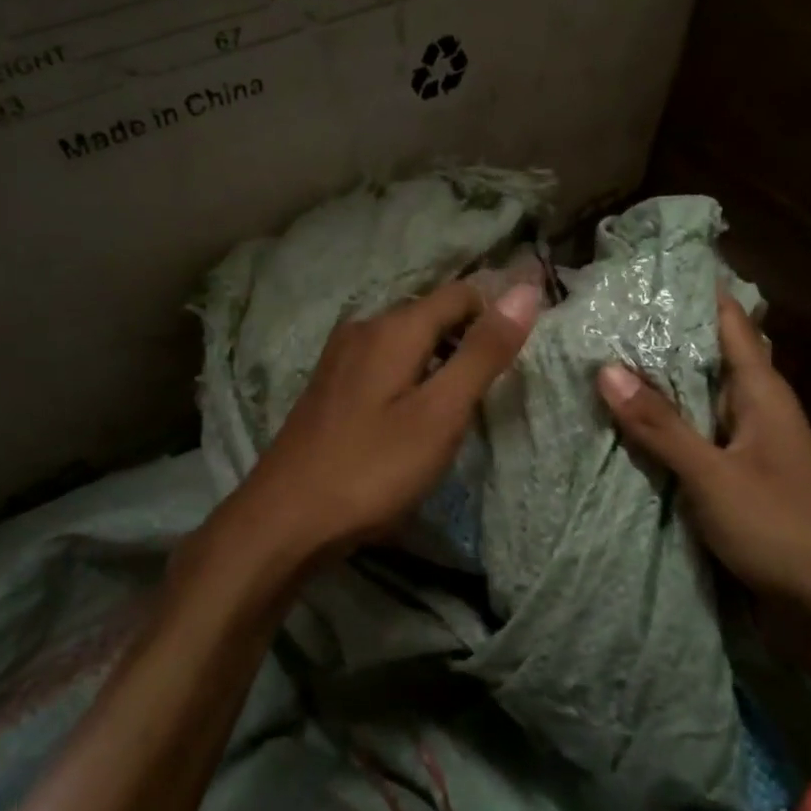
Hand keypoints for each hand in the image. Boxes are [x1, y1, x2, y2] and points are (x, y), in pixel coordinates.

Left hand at [224, 279, 541, 569]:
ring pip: (406, 341)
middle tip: (493, 388)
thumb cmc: (372, 469)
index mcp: (394, 328)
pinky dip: (410, 378)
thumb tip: (525, 291)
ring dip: (439, 361)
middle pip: (431, 314)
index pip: (461, 294)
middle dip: (468, 339)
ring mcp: (340, 358)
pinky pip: (383, 364)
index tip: (520, 355)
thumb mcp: (441, 413)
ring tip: (459, 406)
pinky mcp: (330, 387)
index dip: (496, 313)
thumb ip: (483, 352)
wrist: (285, 519)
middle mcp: (364, 329)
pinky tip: (413, 417)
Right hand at [596, 292, 810, 653]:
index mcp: (762, 394)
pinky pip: (692, 444)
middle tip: (599, 318)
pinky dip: (661, 433)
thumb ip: (661, 425)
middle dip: (658, 340)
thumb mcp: (714, 475)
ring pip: (695, 404)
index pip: (728, 322)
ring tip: (596, 365)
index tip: (644, 269)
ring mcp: (745, 449)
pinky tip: (621, 430)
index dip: (692, 291)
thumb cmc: (781, 529)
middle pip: (705, 360)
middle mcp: (755, 412)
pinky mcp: (734, 483)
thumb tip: (606, 369)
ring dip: (656, 389)